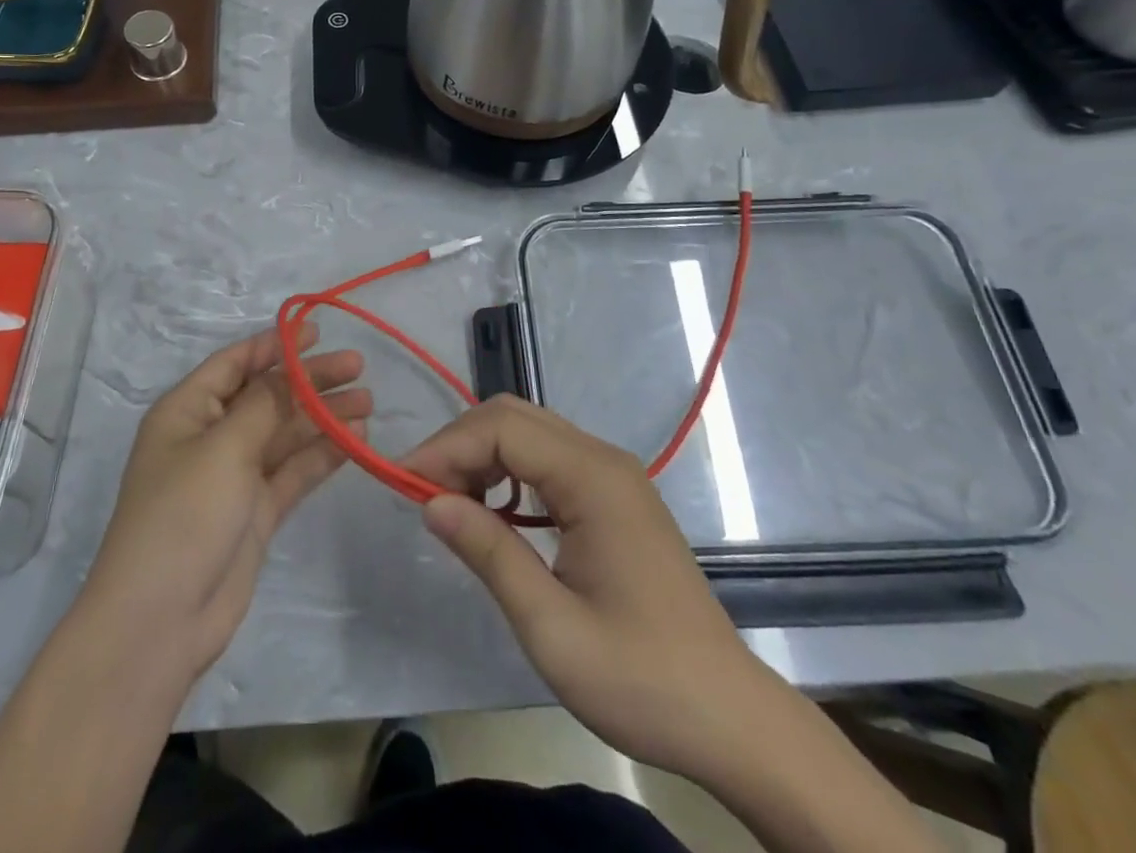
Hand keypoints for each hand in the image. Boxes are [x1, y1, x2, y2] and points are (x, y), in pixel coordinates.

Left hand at [80, 324, 368, 684]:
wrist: (160, 621)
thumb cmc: (183, 515)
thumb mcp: (224, 448)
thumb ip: (264, 405)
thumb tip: (290, 369)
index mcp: (188, 410)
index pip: (235, 363)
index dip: (275, 344)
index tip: (318, 332)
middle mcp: (211, 436)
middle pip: (267, 395)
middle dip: (310, 379)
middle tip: (358, 367)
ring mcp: (233, 476)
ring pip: (285, 433)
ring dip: (323, 416)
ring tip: (368, 401)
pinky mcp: (255, 512)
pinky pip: (293, 471)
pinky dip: (322, 454)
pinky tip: (356, 439)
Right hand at [404, 396, 781, 781]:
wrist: (731, 719)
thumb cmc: (641, 679)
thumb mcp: (551, 627)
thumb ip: (489, 553)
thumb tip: (430, 502)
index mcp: (593, 478)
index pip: (502, 429)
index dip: (447, 447)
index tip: (404, 483)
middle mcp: (603, 459)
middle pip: (513, 417)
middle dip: (460, 445)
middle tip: (424, 493)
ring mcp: (612, 475)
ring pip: (528, 432)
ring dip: (481, 455)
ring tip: (450, 503)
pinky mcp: (614, 496)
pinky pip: (547, 459)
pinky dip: (508, 471)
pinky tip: (494, 512)